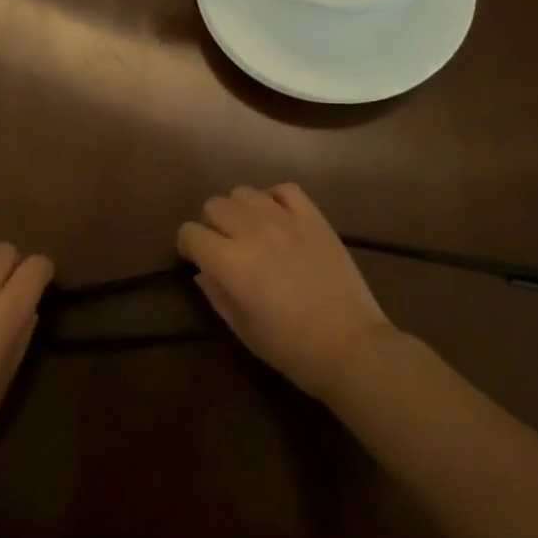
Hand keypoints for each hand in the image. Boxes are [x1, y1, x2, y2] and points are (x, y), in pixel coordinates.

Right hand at [177, 183, 395, 402]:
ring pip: (244, 192)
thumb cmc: (289, 347)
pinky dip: (273, 199)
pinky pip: (285, 189)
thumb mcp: (240, 328)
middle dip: (210, 225)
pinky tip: (277, 218)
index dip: (187, 246)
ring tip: (250, 231)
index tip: (195, 259)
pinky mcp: (314, 219)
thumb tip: (203, 271)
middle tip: (223, 246)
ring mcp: (286, 220)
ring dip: (239, 210)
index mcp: (229, 262)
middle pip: (214, 205)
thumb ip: (215, 293)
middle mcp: (252, 231)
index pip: (190, 233)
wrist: (351, 347)